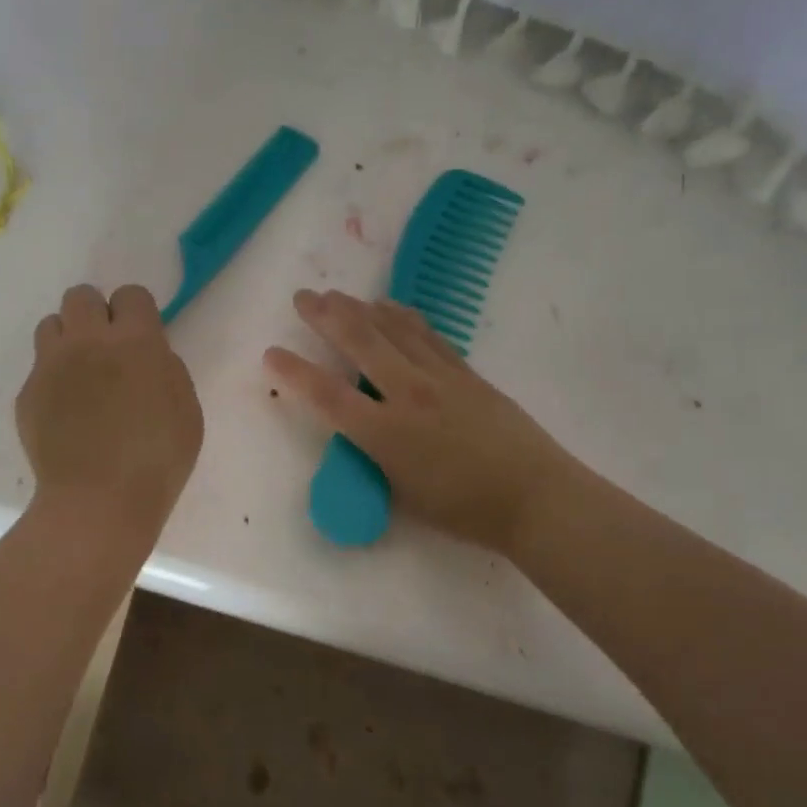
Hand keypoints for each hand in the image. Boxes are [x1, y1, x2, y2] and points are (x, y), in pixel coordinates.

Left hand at [18, 284, 203, 546]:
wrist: (99, 501)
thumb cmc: (158, 460)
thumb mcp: (187, 410)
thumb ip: (166, 369)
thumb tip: (147, 356)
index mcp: (135, 341)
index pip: (130, 294)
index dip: (136, 312)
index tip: (140, 337)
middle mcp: (87, 341)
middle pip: (81, 296)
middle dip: (96, 314)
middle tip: (107, 349)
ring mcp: (51, 366)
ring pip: (50, 324)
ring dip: (68, 340)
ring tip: (80, 373)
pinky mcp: (27, 393)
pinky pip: (38, 369)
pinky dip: (52, 381)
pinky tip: (65, 412)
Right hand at [265, 289, 572, 557]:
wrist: (535, 497)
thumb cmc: (464, 511)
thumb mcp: (403, 496)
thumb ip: (374, 460)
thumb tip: (360, 434)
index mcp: (386, 434)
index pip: (328, 395)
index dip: (294, 372)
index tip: (271, 353)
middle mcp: (409, 395)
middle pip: (361, 342)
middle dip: (326, 316)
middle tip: (303, 297)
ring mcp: (441, 378)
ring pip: (394, 329)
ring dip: (362, 308)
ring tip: (338, 295)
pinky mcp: (467, 373)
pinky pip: (428, 335)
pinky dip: (403, 317)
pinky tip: (390, 307)